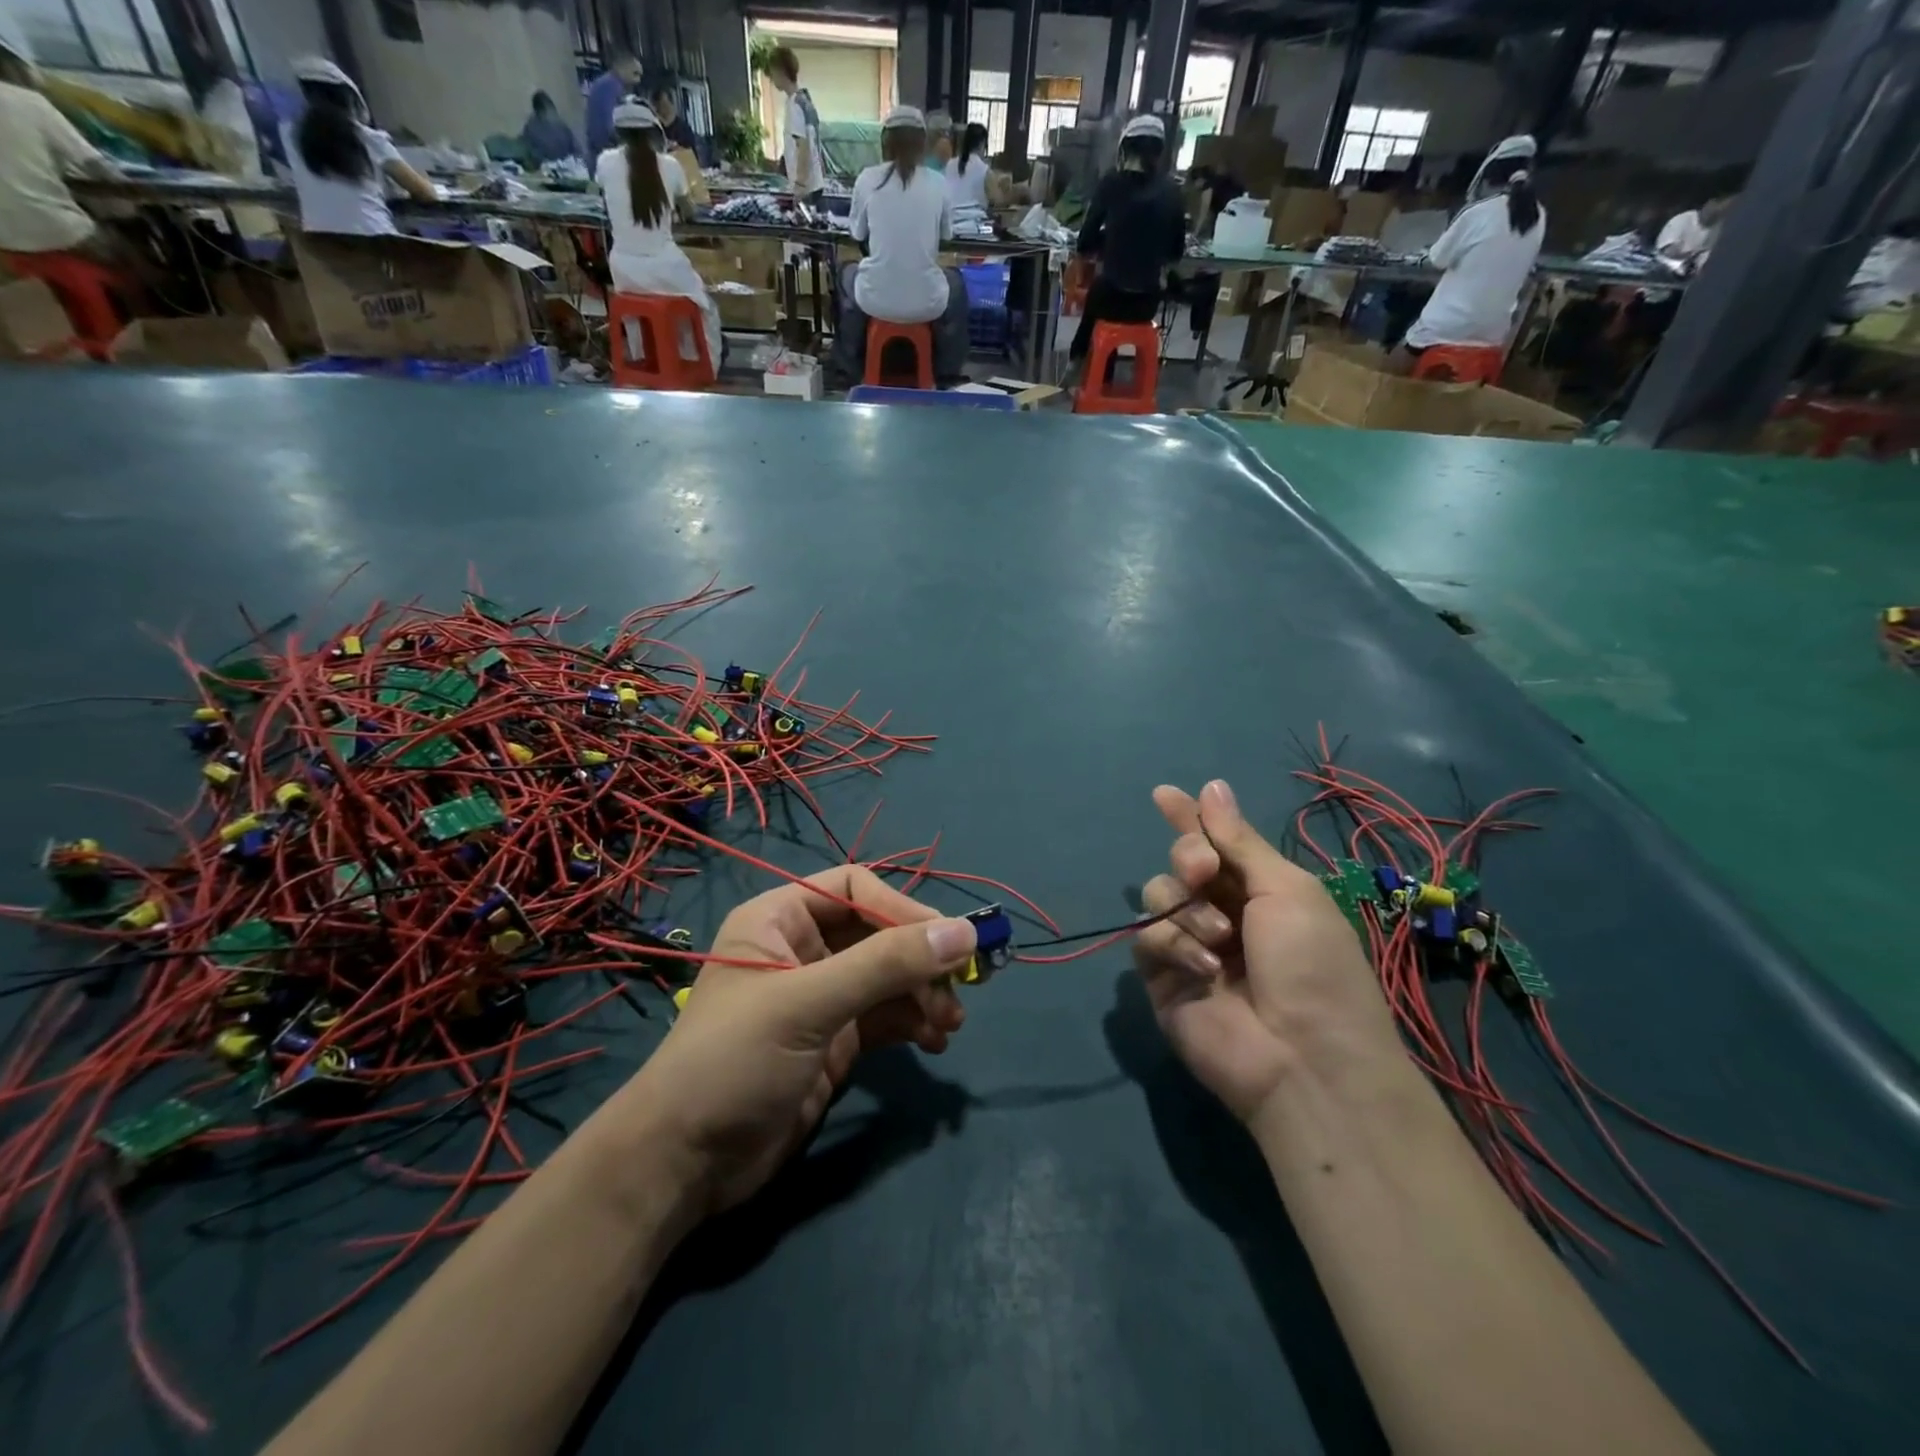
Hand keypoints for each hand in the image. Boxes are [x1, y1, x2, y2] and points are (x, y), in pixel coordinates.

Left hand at [619, 867, 974, 1215]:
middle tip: (960, 988)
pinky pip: (886, 1015)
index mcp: (781, 919)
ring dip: (924, 993)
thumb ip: (886, 964)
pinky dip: (914, 1022)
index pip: (856, 888)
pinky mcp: (834, 1041)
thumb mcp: (809, 1004)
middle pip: (879, 932)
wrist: (683, 1167)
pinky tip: (934, 1041)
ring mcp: (820, 997)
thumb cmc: (734, 1061)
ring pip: (889, 976)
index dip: (902, 908)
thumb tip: (965, 932)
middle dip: (920, 958)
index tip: (945, 940)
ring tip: (949, 1023)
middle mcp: (802, 949)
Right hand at [1132, 780, 1404, 1127]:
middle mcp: (1222, 912)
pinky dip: (1173, 945)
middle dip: (1188, 856)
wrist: (1304, 1060)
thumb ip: (1239, 841)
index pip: (1215, 842)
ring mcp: (1190, 945)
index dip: (1190, 818)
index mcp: (1260, 890)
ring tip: (1218, 938)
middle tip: (1203, 869)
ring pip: (1158, 895)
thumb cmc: (1312, 965)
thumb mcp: (1287, 891)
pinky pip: (1147, 938)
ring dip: (1185, 907)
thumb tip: (1212, 786)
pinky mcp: (1162, 978)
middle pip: (1181, 862)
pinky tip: (1205, 969)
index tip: (1163, 794)